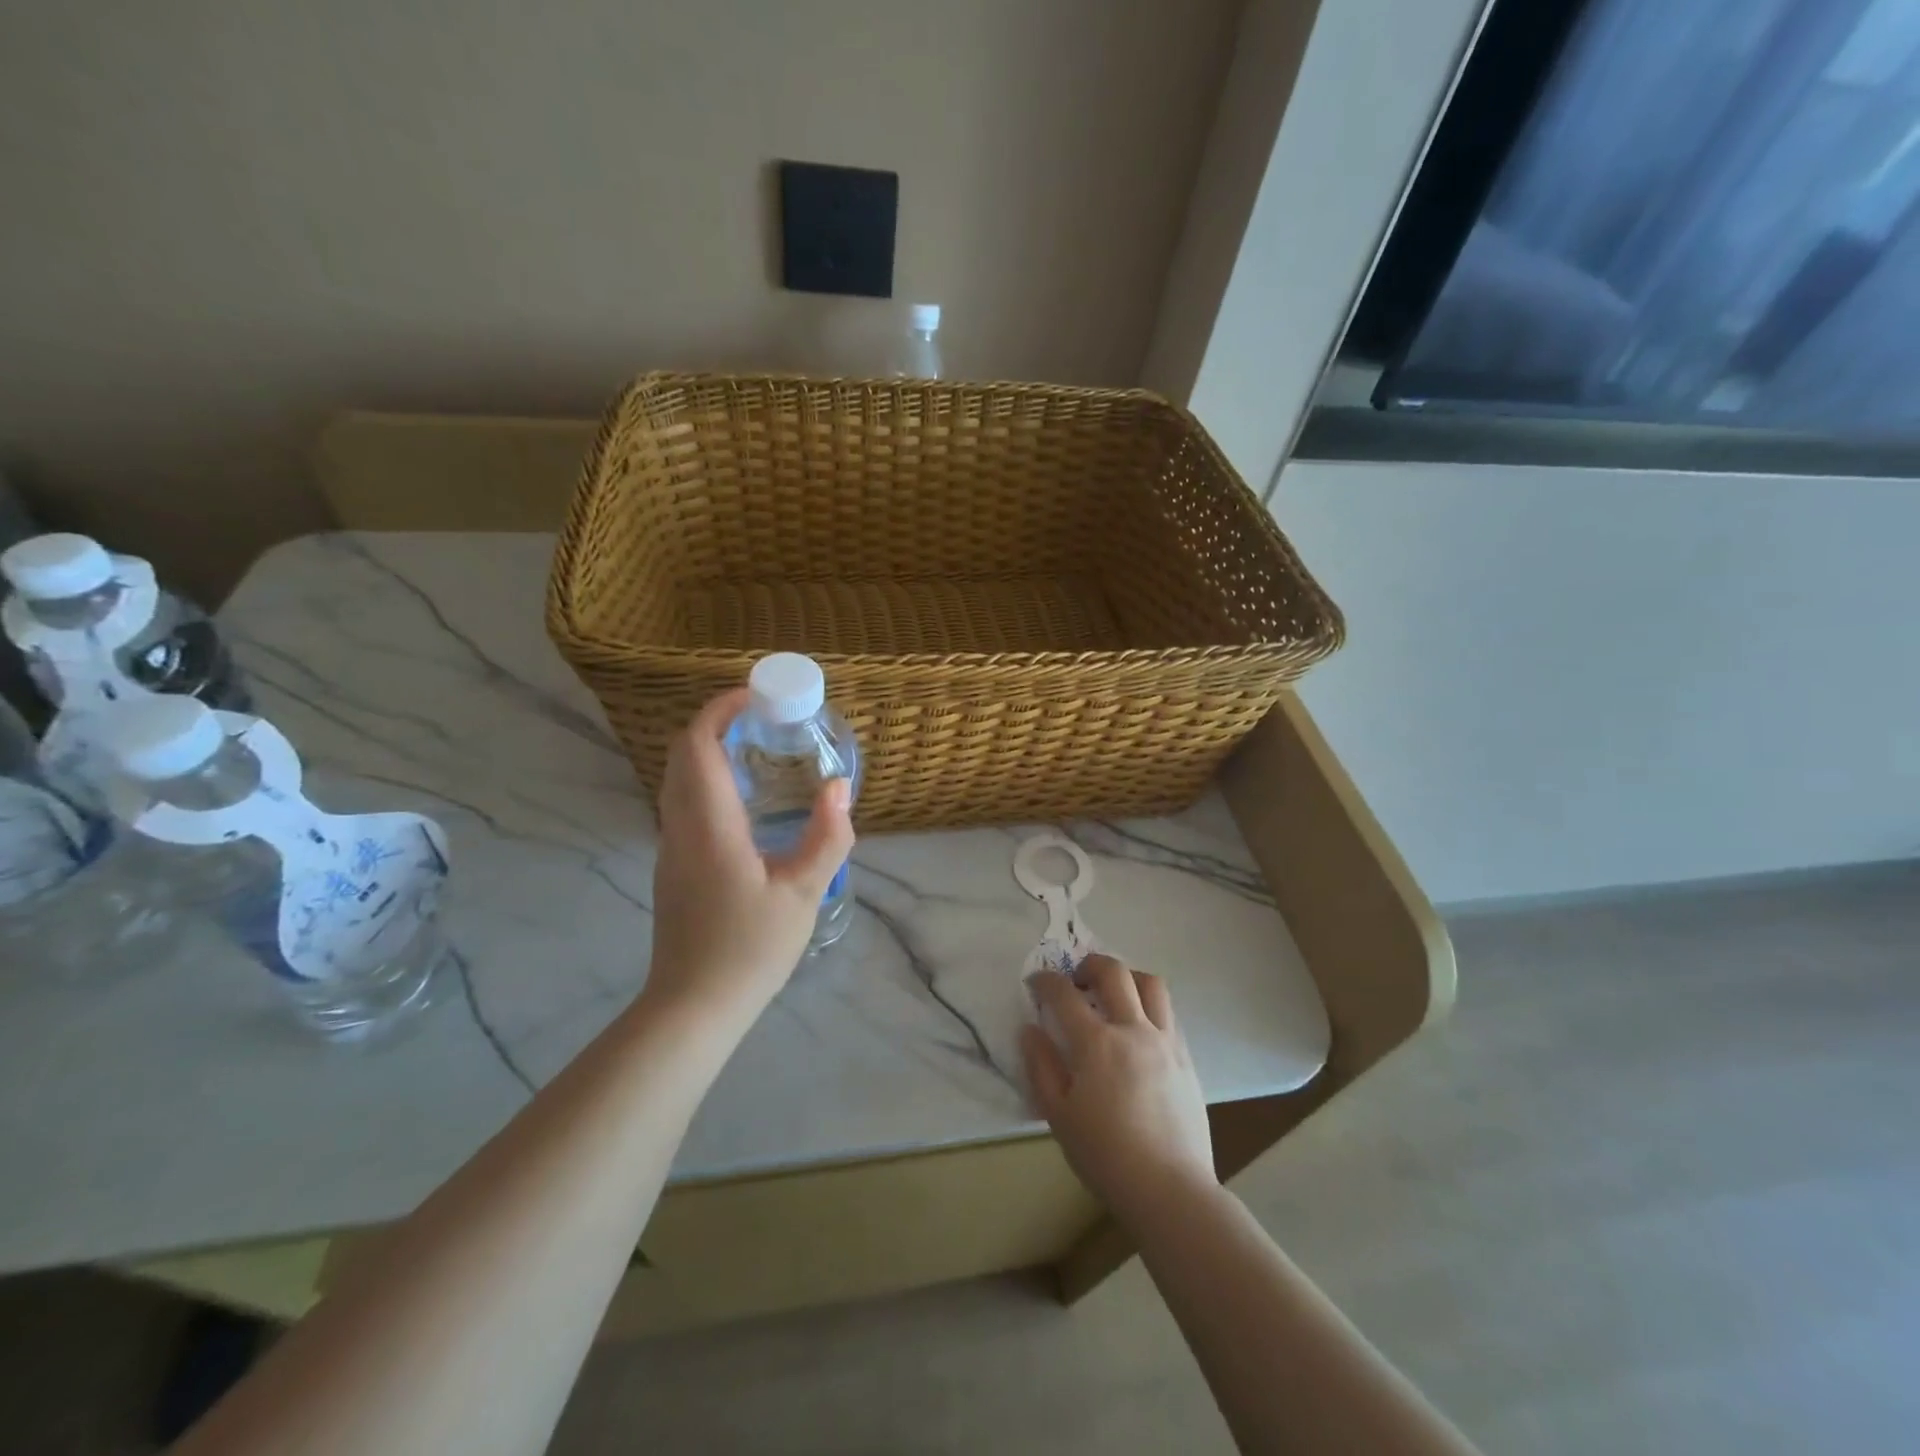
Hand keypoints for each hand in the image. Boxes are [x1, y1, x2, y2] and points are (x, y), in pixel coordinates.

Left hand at [644, 688, 854, 1026]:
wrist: (695, 1005)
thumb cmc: (750, 948)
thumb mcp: (803, 892)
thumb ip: (827, 835)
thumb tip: (839, 787)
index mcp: (709, 825)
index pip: (698, 745)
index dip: (719, 710)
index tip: (755, 696)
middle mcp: (680, 826)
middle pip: (683, 755)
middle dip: (717, 724)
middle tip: (764, 719)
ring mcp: (671, 847)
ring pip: (680, 779)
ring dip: (711, 752)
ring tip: (760, 751)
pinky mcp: (674, 866)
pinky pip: (684, 803)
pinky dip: (709, 780)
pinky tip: (747, 800)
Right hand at [1022, 955, 1215, 1224]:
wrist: (1170, 1190)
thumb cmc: (1106, 1156)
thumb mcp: (1058, 1116)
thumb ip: (1041, 1066)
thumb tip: (1030, 1029)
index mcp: (1097, 1044)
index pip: (1065, 994)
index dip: (1046, 981)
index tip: (1036, 983)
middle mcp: (1133, 1030)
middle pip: (1113, 972)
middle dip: (1089, 964)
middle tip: (1076, 979)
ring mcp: (1165, 1041)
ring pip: (1151, 983)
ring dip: (1127, 977)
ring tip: (1114, 993)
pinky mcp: (1185, 1057)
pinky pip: (1168, 1013)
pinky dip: (1149, 1005)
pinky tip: (1137, 1027)